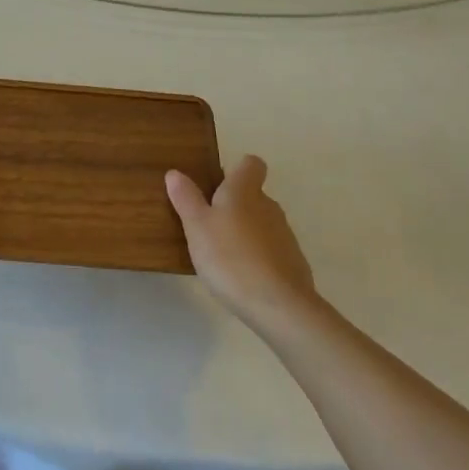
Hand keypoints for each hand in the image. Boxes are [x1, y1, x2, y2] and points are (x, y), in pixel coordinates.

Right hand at [166, 155, 319, 332]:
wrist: (278, 305)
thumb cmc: (230, 257)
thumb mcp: (197, 227)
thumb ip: (186, 198)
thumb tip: (175, 173)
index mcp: (244, 191)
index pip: (251, 164)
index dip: (237, 169)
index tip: (219, 183)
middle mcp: (269, 206)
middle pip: (253, 195)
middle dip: (234, 205)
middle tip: (208, 224)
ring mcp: (284, 235)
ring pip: (261, 223)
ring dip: (245, 232)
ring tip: (222, 254)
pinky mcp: (293, 262)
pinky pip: (271, 250)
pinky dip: (257, 257)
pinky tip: (242, 277)